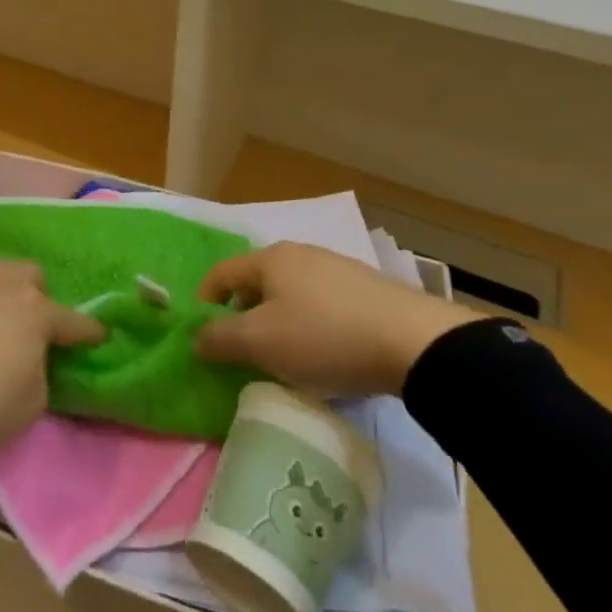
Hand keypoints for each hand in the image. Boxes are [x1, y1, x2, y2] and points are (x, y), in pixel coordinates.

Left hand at [0, 261, 103, 462]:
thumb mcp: (31, 404)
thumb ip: (42, 370)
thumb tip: (33, 356)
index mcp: (32, 310)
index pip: (72, 319)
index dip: (87, 331)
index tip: (97, 337)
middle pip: (30, 276)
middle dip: (39, 298)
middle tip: (32, 329)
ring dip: (2, 293)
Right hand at [193, 243, 472, 397]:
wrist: (416, 343)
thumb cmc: (325, 337)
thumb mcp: (261, 343)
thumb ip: (220, 338)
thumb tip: (196, 337)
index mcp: (270, 259)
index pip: (222, 273)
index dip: (205, 302)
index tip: (203, 335)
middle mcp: (301, 253)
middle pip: (258, 282)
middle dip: (244, 314)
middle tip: (245, 350)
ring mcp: (338, 268)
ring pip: (292, 293)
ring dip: (279, 321)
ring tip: (287, 357)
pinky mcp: (368, 289)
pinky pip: (323, 304)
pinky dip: (312, 325)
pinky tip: (328, 353)